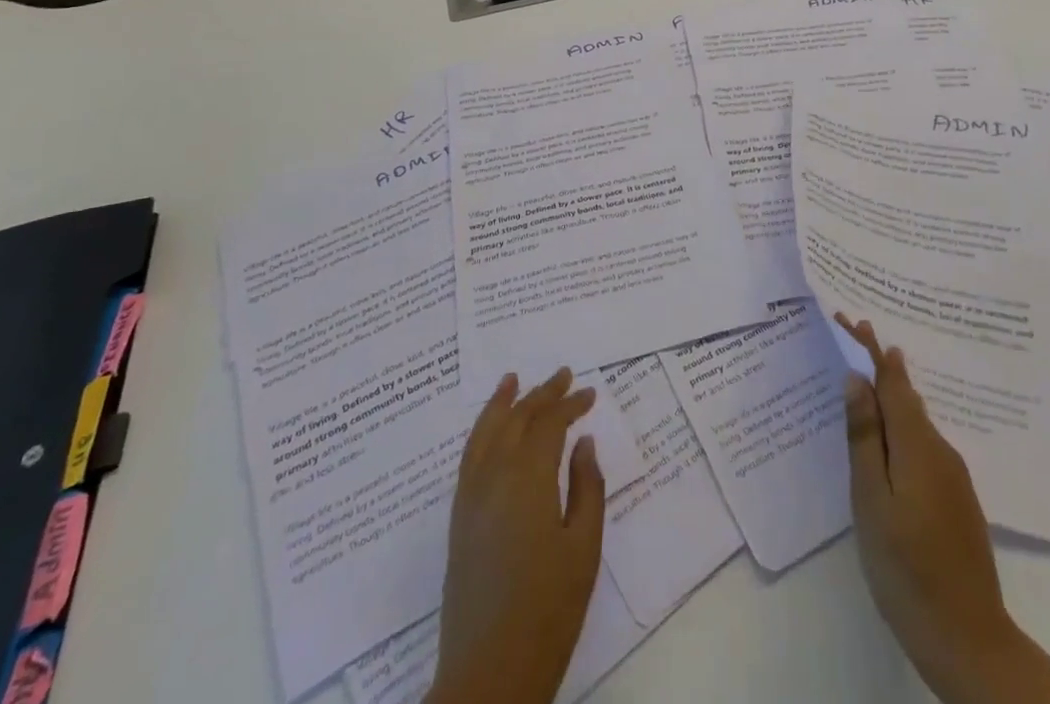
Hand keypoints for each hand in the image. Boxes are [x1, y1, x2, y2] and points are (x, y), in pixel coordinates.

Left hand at [426, 367, 605, 703]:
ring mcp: (470, 495)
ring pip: (486, 430)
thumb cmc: (548, 611)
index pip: (550, 424)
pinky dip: (481, 429)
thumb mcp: (583, 548)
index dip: (571, 404)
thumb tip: (583, 442)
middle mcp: (494, 475)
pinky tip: (490, 427)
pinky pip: (470, 455)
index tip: (591, 394)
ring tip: (513, 379)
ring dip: (504, 402)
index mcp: (528, 479)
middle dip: (542, 394)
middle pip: (517, 418)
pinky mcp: (458, 517)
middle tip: (564, 375)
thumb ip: (587, 487)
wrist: (489, 673)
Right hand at [838, 316, 1049, 703]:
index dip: (872, 349)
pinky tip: (888, 440)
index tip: (854, 319)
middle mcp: (940, 450)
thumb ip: (864, 436)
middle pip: (906, 396)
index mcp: (916, 444)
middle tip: (853, 337)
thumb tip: (857, 379)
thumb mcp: (871, 499)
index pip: (892, 381)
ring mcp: (953, 476)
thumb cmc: (906, 566)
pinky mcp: (956, 499)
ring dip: (891, 396)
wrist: (968, 639)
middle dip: (880, 365)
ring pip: (916, 421)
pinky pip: (923, 444)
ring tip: (865, 382)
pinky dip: (901, 427)